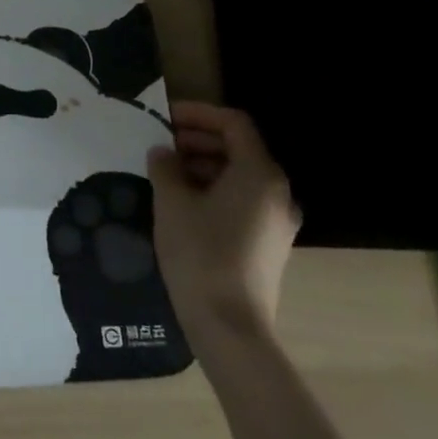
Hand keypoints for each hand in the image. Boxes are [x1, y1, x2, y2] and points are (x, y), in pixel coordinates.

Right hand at [148, 102, 299, 349]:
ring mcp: (276, 221)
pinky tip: (183, 203)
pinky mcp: (269, 244)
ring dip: (204, 166)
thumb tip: (162, 153)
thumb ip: (165, 169)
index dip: (199, 113)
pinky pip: (242, 201)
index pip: (234, 124)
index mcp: (259, 174)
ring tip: (165, 173)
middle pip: (240, 149)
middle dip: (199, 140)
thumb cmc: (200, 253)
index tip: (165, 116)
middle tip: (161, 144)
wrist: (230, 325)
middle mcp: (277, 192)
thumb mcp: (172, 203)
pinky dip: (214, 190)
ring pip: (240, 176)